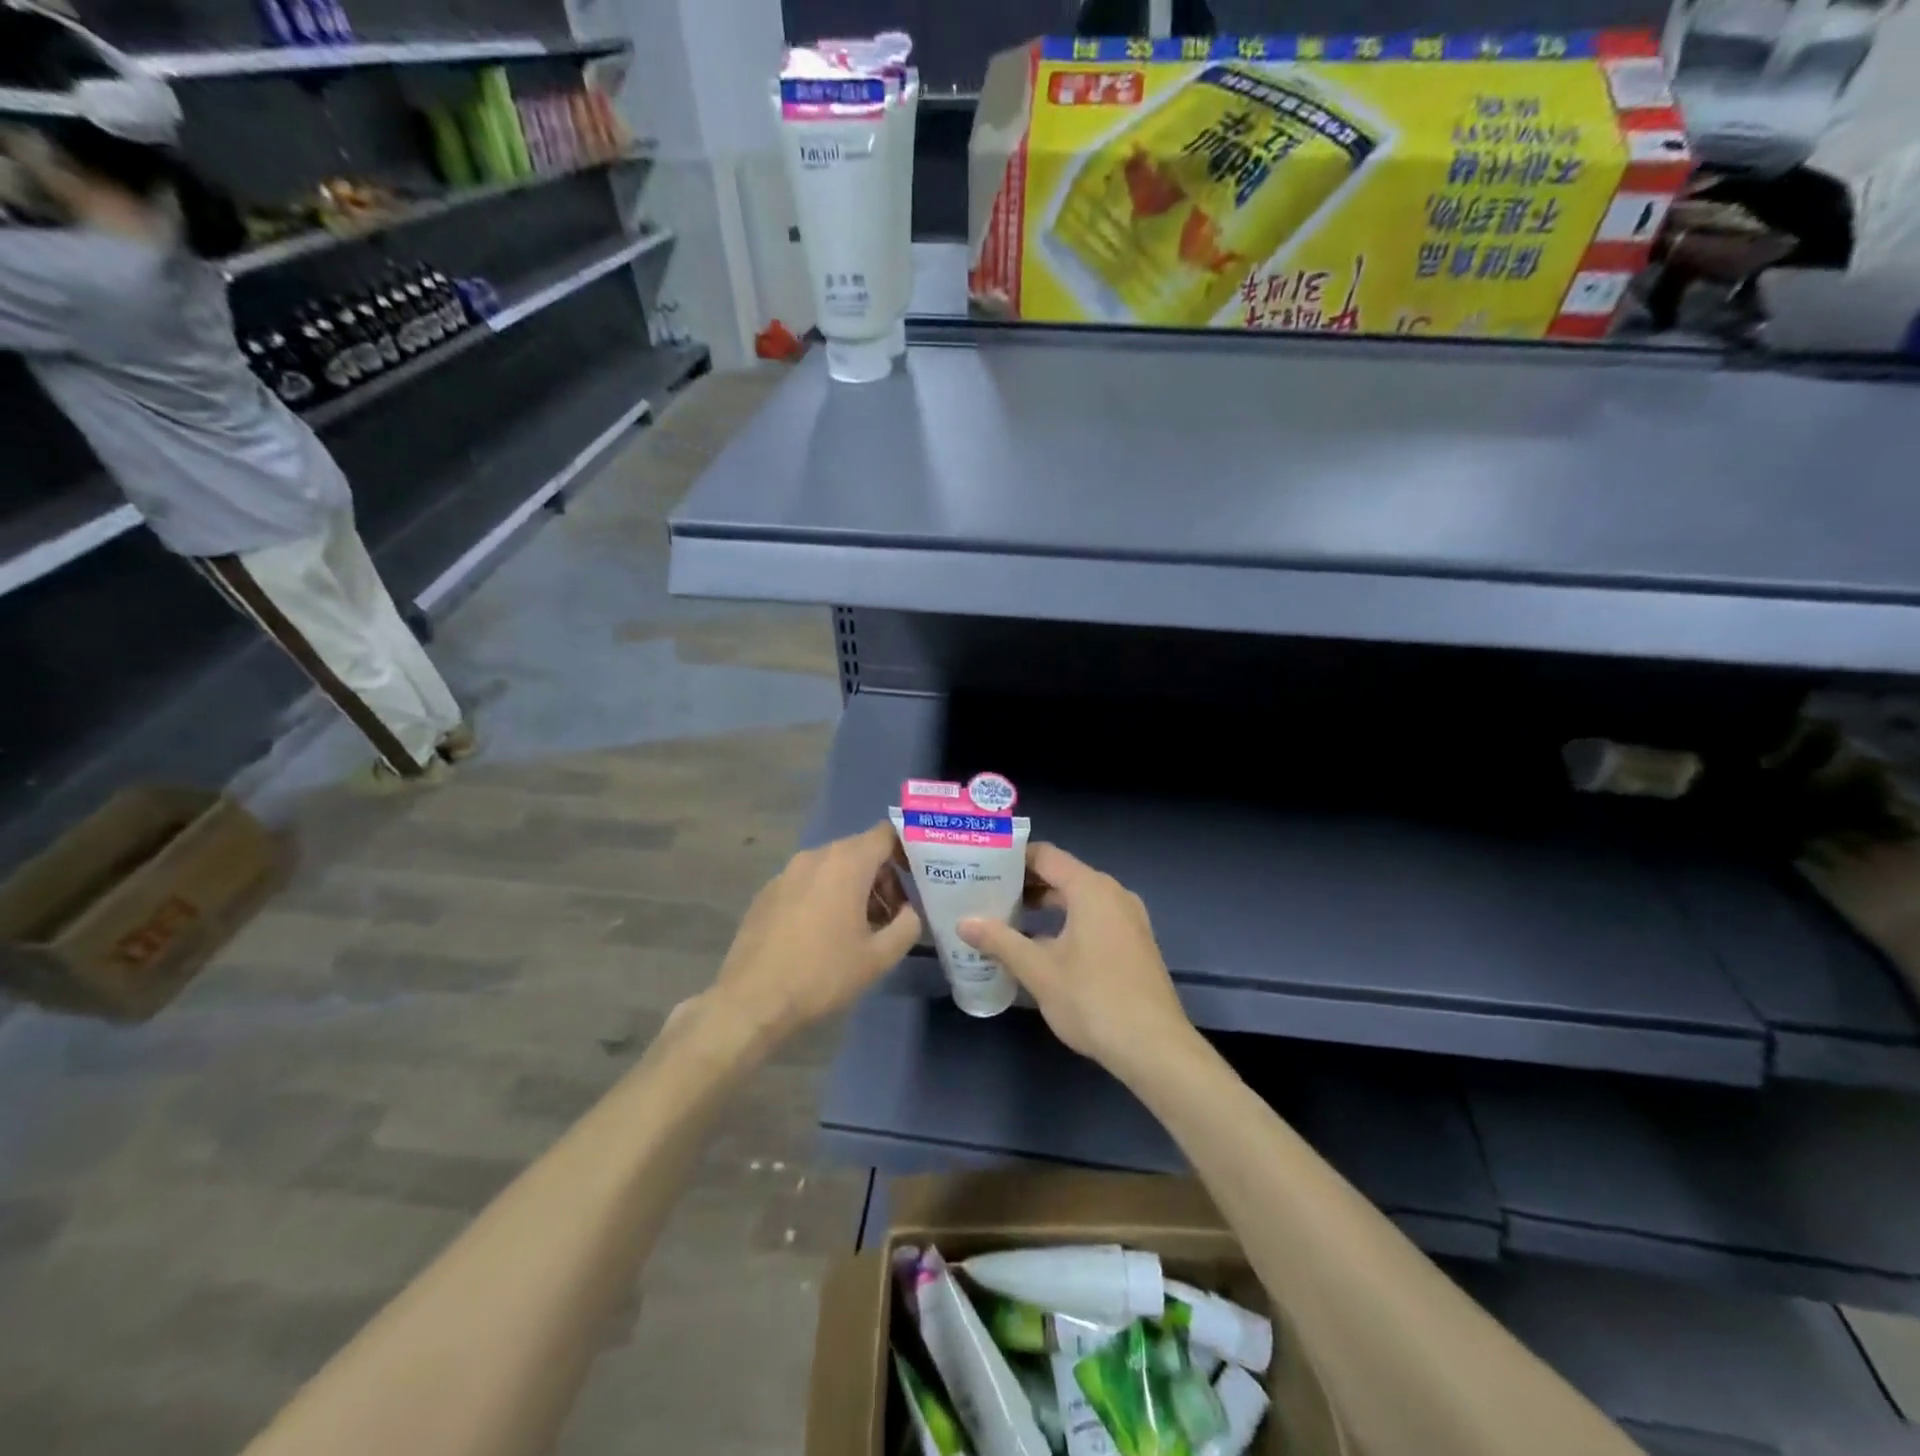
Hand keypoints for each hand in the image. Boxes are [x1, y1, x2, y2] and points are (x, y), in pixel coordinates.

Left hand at [702, 821, 920, 1046]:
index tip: (918, 878)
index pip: (887, 834)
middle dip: (883, 876)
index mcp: (846, 863)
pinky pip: (808, 882)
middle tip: (894, 914)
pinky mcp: (768, 892)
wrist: (752, 1000)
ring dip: (855, 888)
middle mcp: (815, 856)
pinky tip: (824, 935)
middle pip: (860, 850)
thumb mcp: (879, 956)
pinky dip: (826, 896)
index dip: (907, 850)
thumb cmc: (823, 974)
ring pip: (833, 867)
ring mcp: (786, 873)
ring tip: (862, 929)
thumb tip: (910, 912)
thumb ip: (908, 925)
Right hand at [959, 843, 1192, 1068]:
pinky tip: (1042, 946)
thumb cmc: (1093, 1000)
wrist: (1155, 1047)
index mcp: (1091, 889)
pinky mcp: (1134, 943)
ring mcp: (1129, 919)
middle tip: (987, 894)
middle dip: (1025, 884)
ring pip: (1079, 899)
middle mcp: (1113, 894)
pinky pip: (1094, 918)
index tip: (983, 865)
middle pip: (1063, 875)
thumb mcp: (1038, 971)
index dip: (1013, 858)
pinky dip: (1066, 922)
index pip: (1046, 856)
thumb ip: (1000, 941)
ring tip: (1007, 919)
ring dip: (1045, 906)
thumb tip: (963, 922)